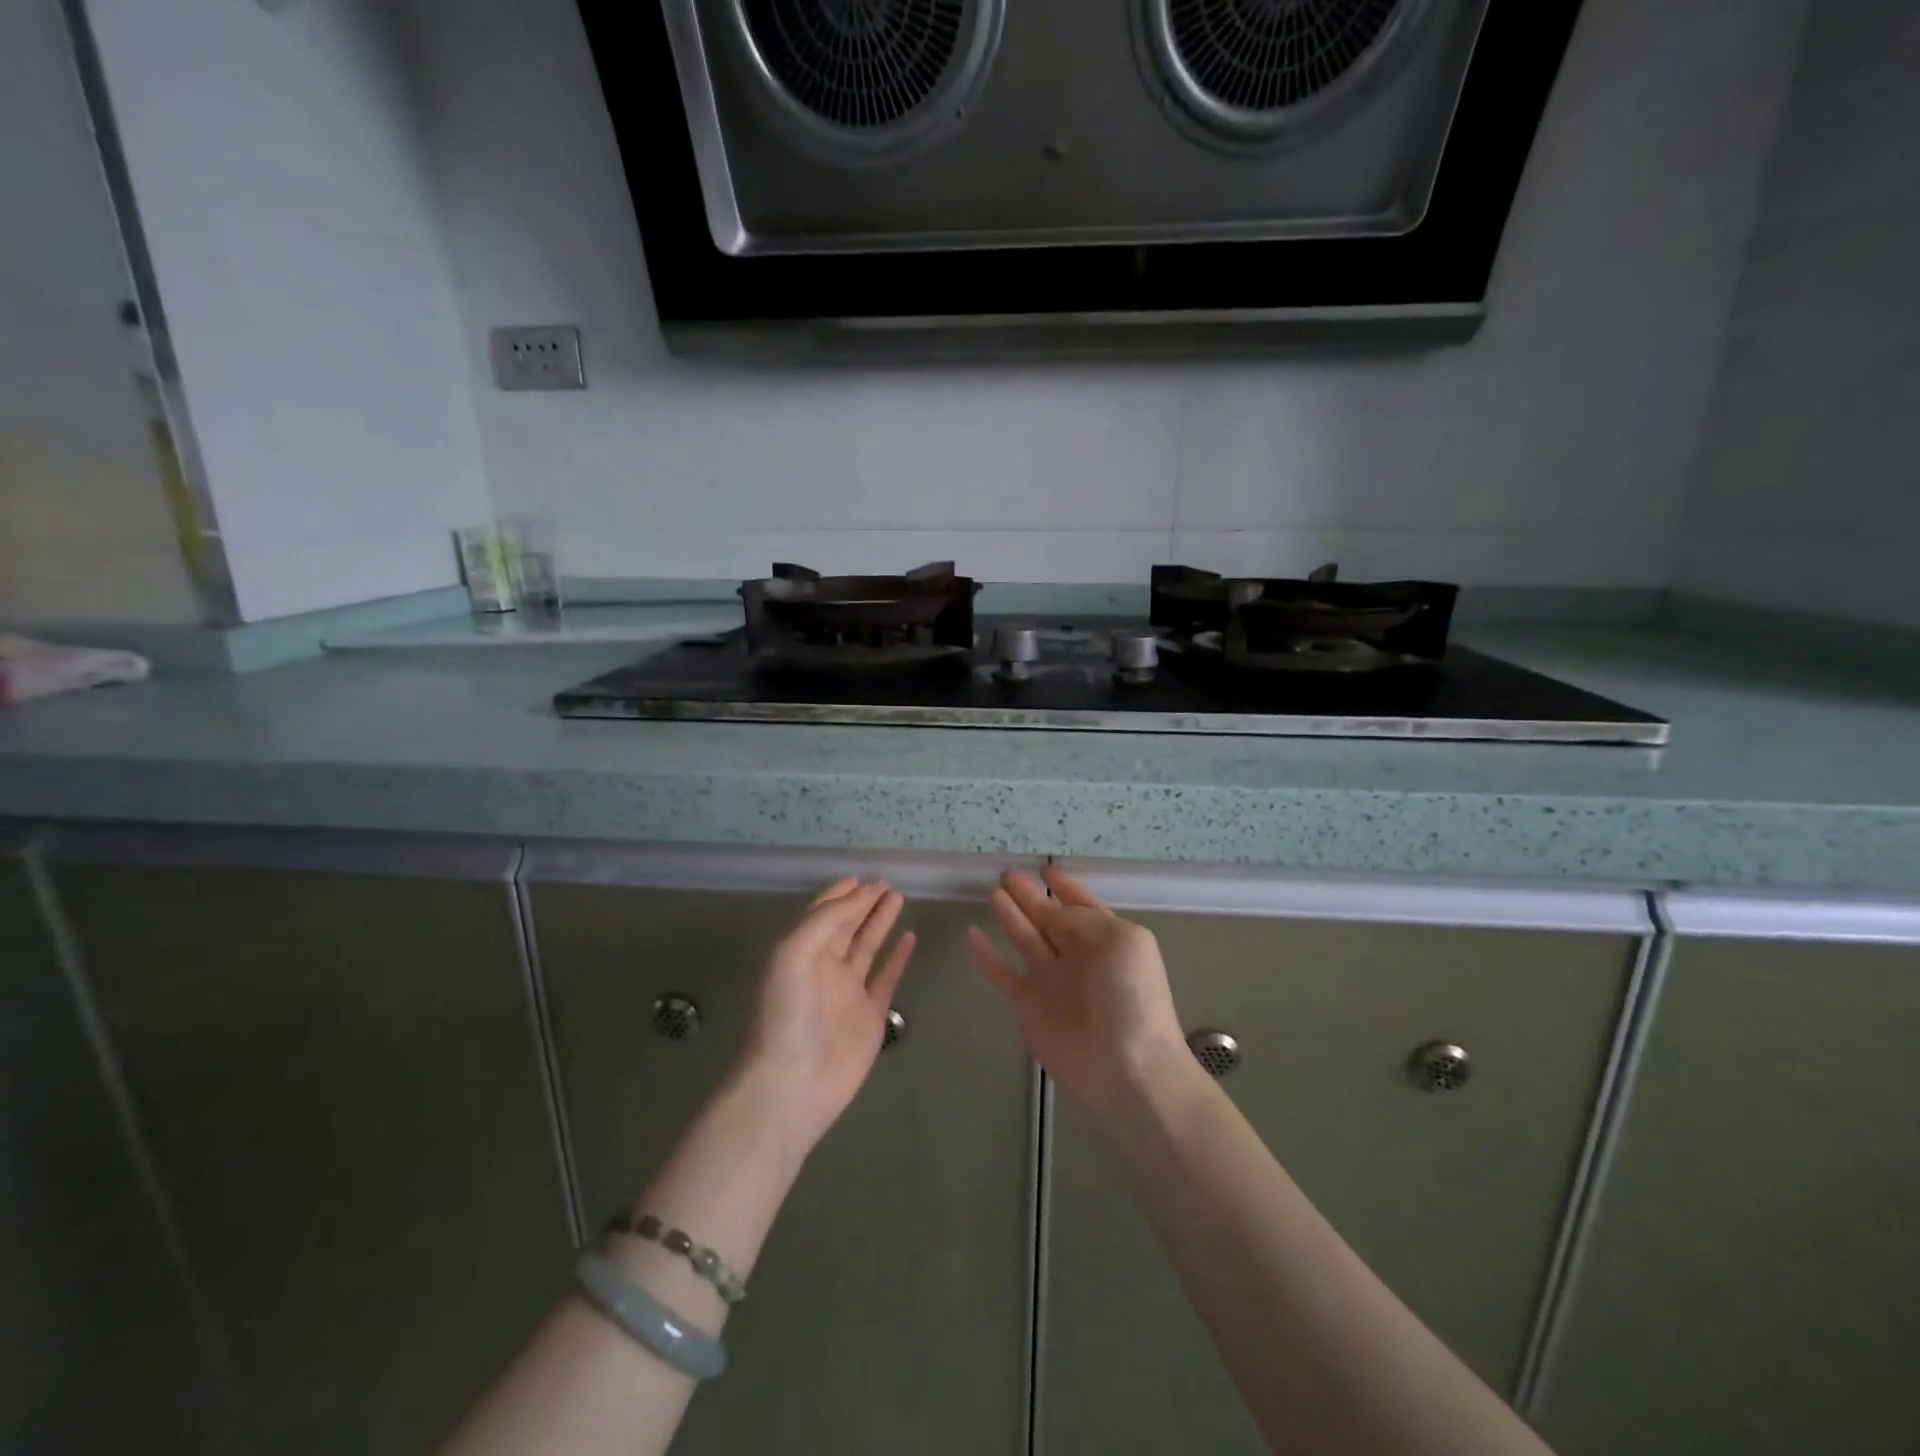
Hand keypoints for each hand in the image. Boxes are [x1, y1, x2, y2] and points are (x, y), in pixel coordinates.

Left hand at [735, 878, 915, 1154]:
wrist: (792, 1085)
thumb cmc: (786, 1015)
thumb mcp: (793, 954)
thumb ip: (825, 921)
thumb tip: (857, 895)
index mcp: (800, 951)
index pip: (823, 912)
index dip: (841, 893)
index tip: (861, 877)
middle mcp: (824, 967)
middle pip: (847, 925)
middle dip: (864, 902)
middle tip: (888, 882)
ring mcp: (848, 992)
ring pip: (868, 946)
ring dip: (881, 921)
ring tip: (899, 897)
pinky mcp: (870, 1016)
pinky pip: (886, 977)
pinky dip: (898, 957)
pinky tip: (909, 937)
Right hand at [967, 867, 1191, 1131]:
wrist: (1124, 1069)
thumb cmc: (1129, 997)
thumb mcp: (1118, 940)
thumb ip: (1082, 919)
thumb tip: (1052, 910)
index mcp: (1107, 938)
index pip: (1081, 904)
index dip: (1064, 886)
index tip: (1045, 867)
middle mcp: (1079, 956)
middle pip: (1049, 918)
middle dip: (1031, 896)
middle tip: (1007, 874)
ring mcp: (1052, 981)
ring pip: (1025, 939)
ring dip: (1011, 916)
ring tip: (993, 892)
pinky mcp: (1028, 1006)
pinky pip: (1002, 974)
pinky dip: (986, 956)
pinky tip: (972, 934)